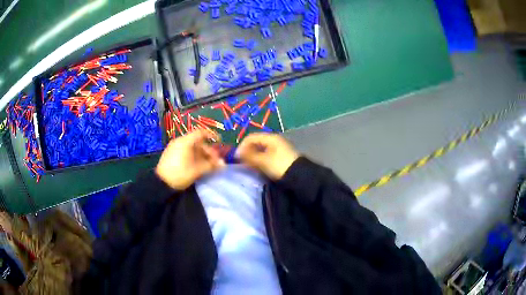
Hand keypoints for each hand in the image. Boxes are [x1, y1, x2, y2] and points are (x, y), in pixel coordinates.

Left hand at [156, 130, 224, 189]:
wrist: (161, 184)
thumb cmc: (180, 174)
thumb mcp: (197, 170)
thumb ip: (211, 165)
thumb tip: (223, 164)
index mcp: (185, 142)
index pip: (201, 133)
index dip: (211, 135)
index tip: (219, 142)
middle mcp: (180, 141)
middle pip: (197, 142)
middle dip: (208, 151)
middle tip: (215, 161)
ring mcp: (174, 148)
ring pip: (192, 148)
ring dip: (202, 155)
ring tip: (208, 165)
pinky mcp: (171, 154)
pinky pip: (185, 151)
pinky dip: (193, 156)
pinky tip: (197, 165)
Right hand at [236, 133, 299, 179]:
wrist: (299, 177)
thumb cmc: (279, 166)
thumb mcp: (263, 161)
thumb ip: (249, 156)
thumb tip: (238, 153)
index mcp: (271, 138)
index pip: (251, 137)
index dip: (242, 146)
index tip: (236, 157)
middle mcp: (274, 140)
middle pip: (256, 143)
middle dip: (247, 152)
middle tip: (241, 162)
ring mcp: (278, 149)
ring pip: (261, 150)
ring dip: (253, 157)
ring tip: (249, 166)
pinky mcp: (281, 157)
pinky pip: (266, 156)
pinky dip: (260, 160)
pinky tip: (257, 167)